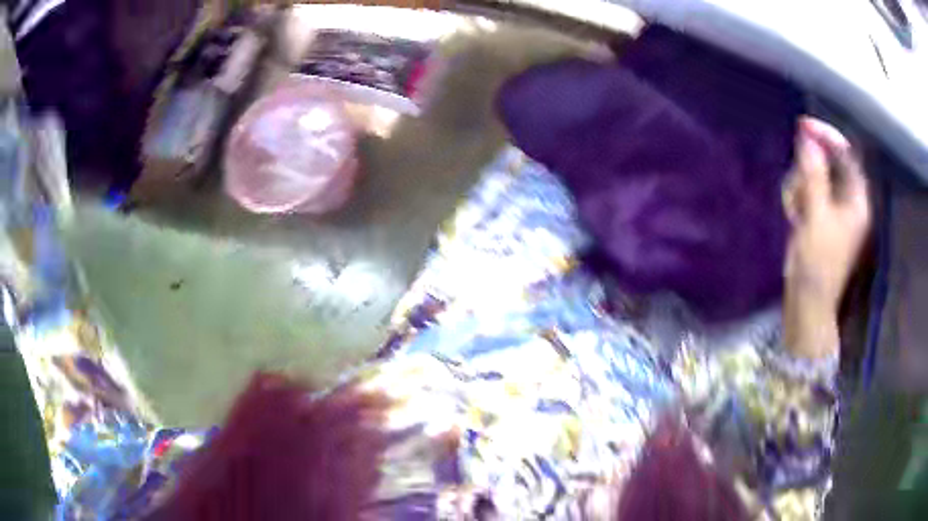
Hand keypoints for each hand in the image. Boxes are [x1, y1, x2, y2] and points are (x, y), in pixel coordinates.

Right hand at [782, 117, 870, 358]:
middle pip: (827, 164)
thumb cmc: (818, 264)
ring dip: (800, 187)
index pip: (846, 155)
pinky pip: (807, 192)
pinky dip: (798, 198)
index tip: (802, 126)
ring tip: (795, 211)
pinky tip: (794, 216)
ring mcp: (833, 210)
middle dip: (808, 171)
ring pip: (814, 177)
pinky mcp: (820, 217)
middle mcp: (848, 201)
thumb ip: (814, 176)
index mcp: (856, 201)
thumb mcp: (816, 217)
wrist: (807, 304)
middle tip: (798, 190)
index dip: (826, 137)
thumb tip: (808, 137)